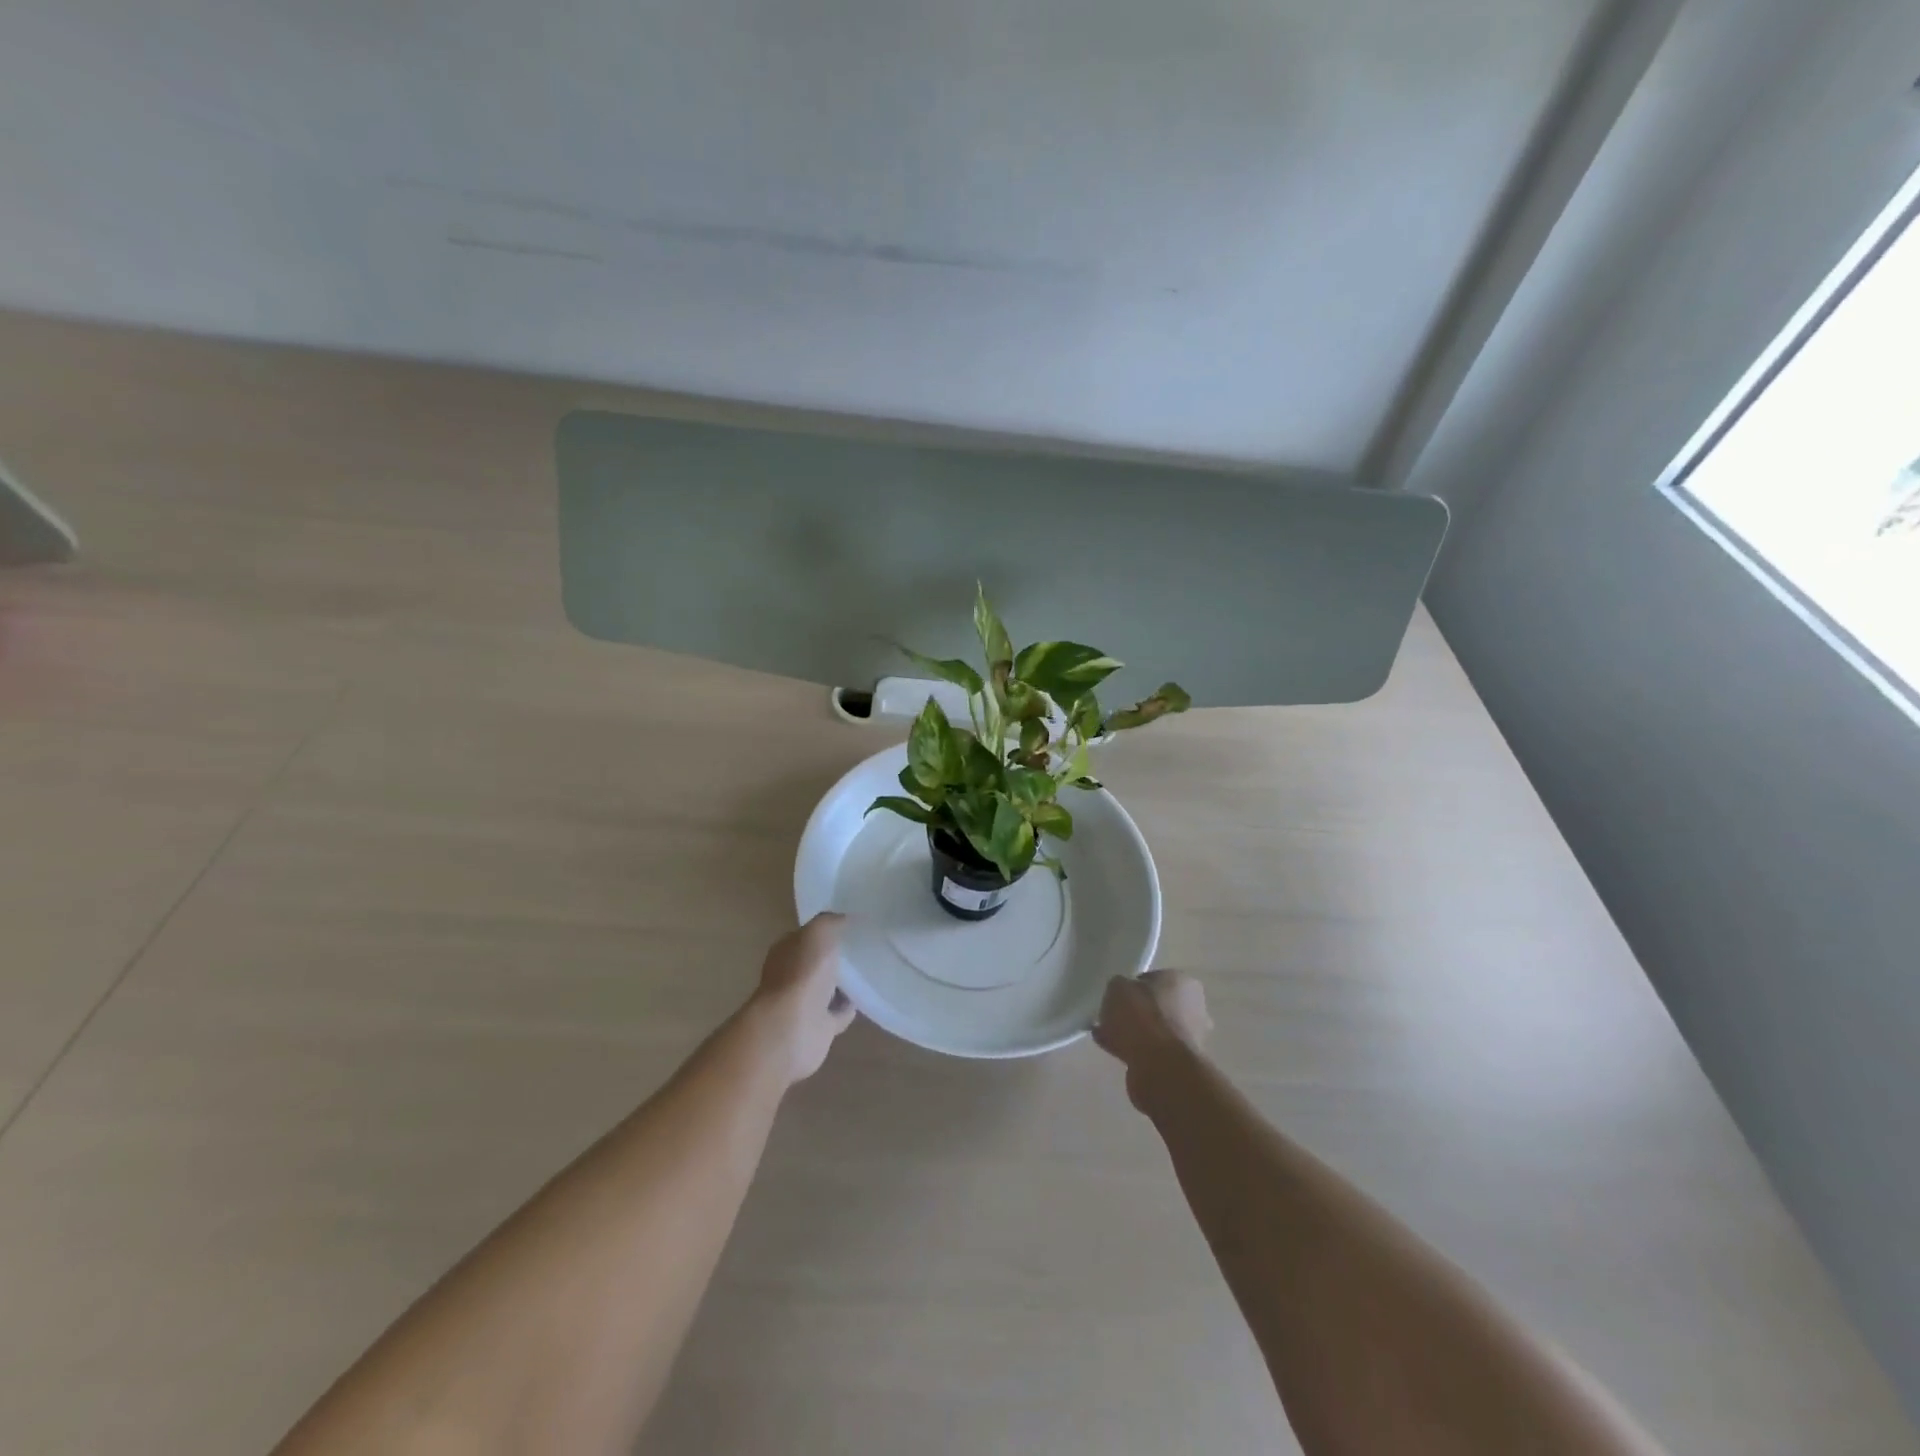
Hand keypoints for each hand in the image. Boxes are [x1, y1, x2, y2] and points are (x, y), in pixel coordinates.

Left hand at [747, 913, 857, 1084]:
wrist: (793, 1028)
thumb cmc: (802, 973)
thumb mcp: (817, 933)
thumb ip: (830, 922)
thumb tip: (845, 918)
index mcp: (786, 951)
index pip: (806, 936)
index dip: (826, 930)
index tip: (852, 924)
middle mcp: (791, 976)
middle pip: (817, 962)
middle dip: (836, 956)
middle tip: (866, 946)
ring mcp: (804, 1003)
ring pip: (828, 988)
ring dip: (845, 982)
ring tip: (870, 969)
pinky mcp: (818, 1027)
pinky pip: (838, 1012)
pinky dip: (849, 1006)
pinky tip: (866, 996)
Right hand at [1093, 970, 1211, 1105]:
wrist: (1159, 1067)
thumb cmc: (1142, 1016)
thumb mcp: (1118, 987)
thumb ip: (1119, 987)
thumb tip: (1121, 995)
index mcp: (1183, 983)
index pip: (1155, 979)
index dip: (1133, 987)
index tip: (1117, 997)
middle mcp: (1194, 1009)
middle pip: (1156, 1007)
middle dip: (1135, 1013)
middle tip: (1111, 1016)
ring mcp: (1189, 1039)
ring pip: (1153, 1031)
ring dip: (1133, 1034)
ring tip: (1104, 1035)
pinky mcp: (1179, 1064)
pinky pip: (1150, 1052)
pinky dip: (1133, 1051)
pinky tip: (1111, 1050)